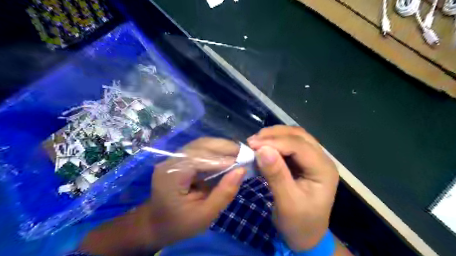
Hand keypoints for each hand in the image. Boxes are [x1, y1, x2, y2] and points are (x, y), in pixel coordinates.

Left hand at [149, 138, 245, 247]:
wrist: (156, 223)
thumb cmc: (179, 223)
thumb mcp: (205, 215)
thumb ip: (224, 193)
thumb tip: (242, 170)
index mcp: (172, 175)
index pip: (200, 159)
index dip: (223, 159)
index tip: (244, 162)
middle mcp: (171, 161)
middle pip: (200, 146)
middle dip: (224, 147)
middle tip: (244, 153)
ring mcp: (173, 157)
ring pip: (201, 144)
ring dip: (221, 146)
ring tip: (238, 153)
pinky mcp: (179, 158)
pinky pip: (200, 149)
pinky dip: (215, 150)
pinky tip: (227, 155)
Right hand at [246, 126, 337, 251]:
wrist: (306, 237)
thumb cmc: (299, 224)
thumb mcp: (287, 203)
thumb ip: (276, 175)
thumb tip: (262, 149)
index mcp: (323, 170)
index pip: (299, 146)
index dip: (275, 142)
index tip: (252, 144)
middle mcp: (321, 159)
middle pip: (298, 136)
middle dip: (274, 135)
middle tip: (252, 141)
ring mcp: (313, 159)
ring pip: (293, 137)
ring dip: (274, 136)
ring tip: (255, 142)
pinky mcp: (303, 161)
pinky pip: (288, 145)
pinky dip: (274, 143)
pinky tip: (262, 148)